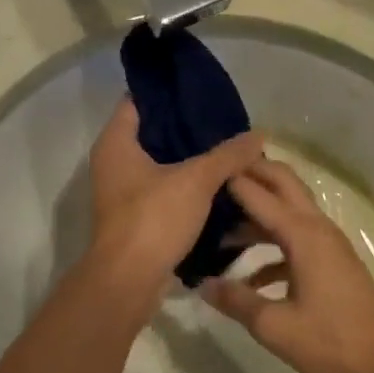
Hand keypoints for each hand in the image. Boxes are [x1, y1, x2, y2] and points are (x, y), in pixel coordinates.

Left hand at [85, 99, 264, 312]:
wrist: (129, 282)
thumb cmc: (153, 219)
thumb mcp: (196, 180)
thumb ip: (228, 155)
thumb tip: (259, 134)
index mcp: (116, 143)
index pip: (139, 101)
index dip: (169, 93)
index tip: (202, 90)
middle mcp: (114, 163)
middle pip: (153, 134)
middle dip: (188, 128)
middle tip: (225, 121)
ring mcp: (123, 193)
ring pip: (161, 165)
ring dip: (190, 160)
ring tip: (229, 150)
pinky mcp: (137, 218)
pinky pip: (165, 192)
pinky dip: (187, 187)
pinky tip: (219, 185)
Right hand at [200, 159, 373, 372]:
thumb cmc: (332, 343)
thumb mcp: (274, 326)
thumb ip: (236, 301)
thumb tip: (202, 284)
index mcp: (304, 236)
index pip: (261, 195)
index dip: (233, 181)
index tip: (203, 170)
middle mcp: (318, 230)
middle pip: (285, 185)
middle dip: (255, 173)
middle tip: (217, 174)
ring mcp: (330, 247)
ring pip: (291, 213)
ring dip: (260, 213)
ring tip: (221, 224)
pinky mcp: (334, 265)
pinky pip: (298, 241)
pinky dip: (273, 246)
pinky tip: (250, 278)